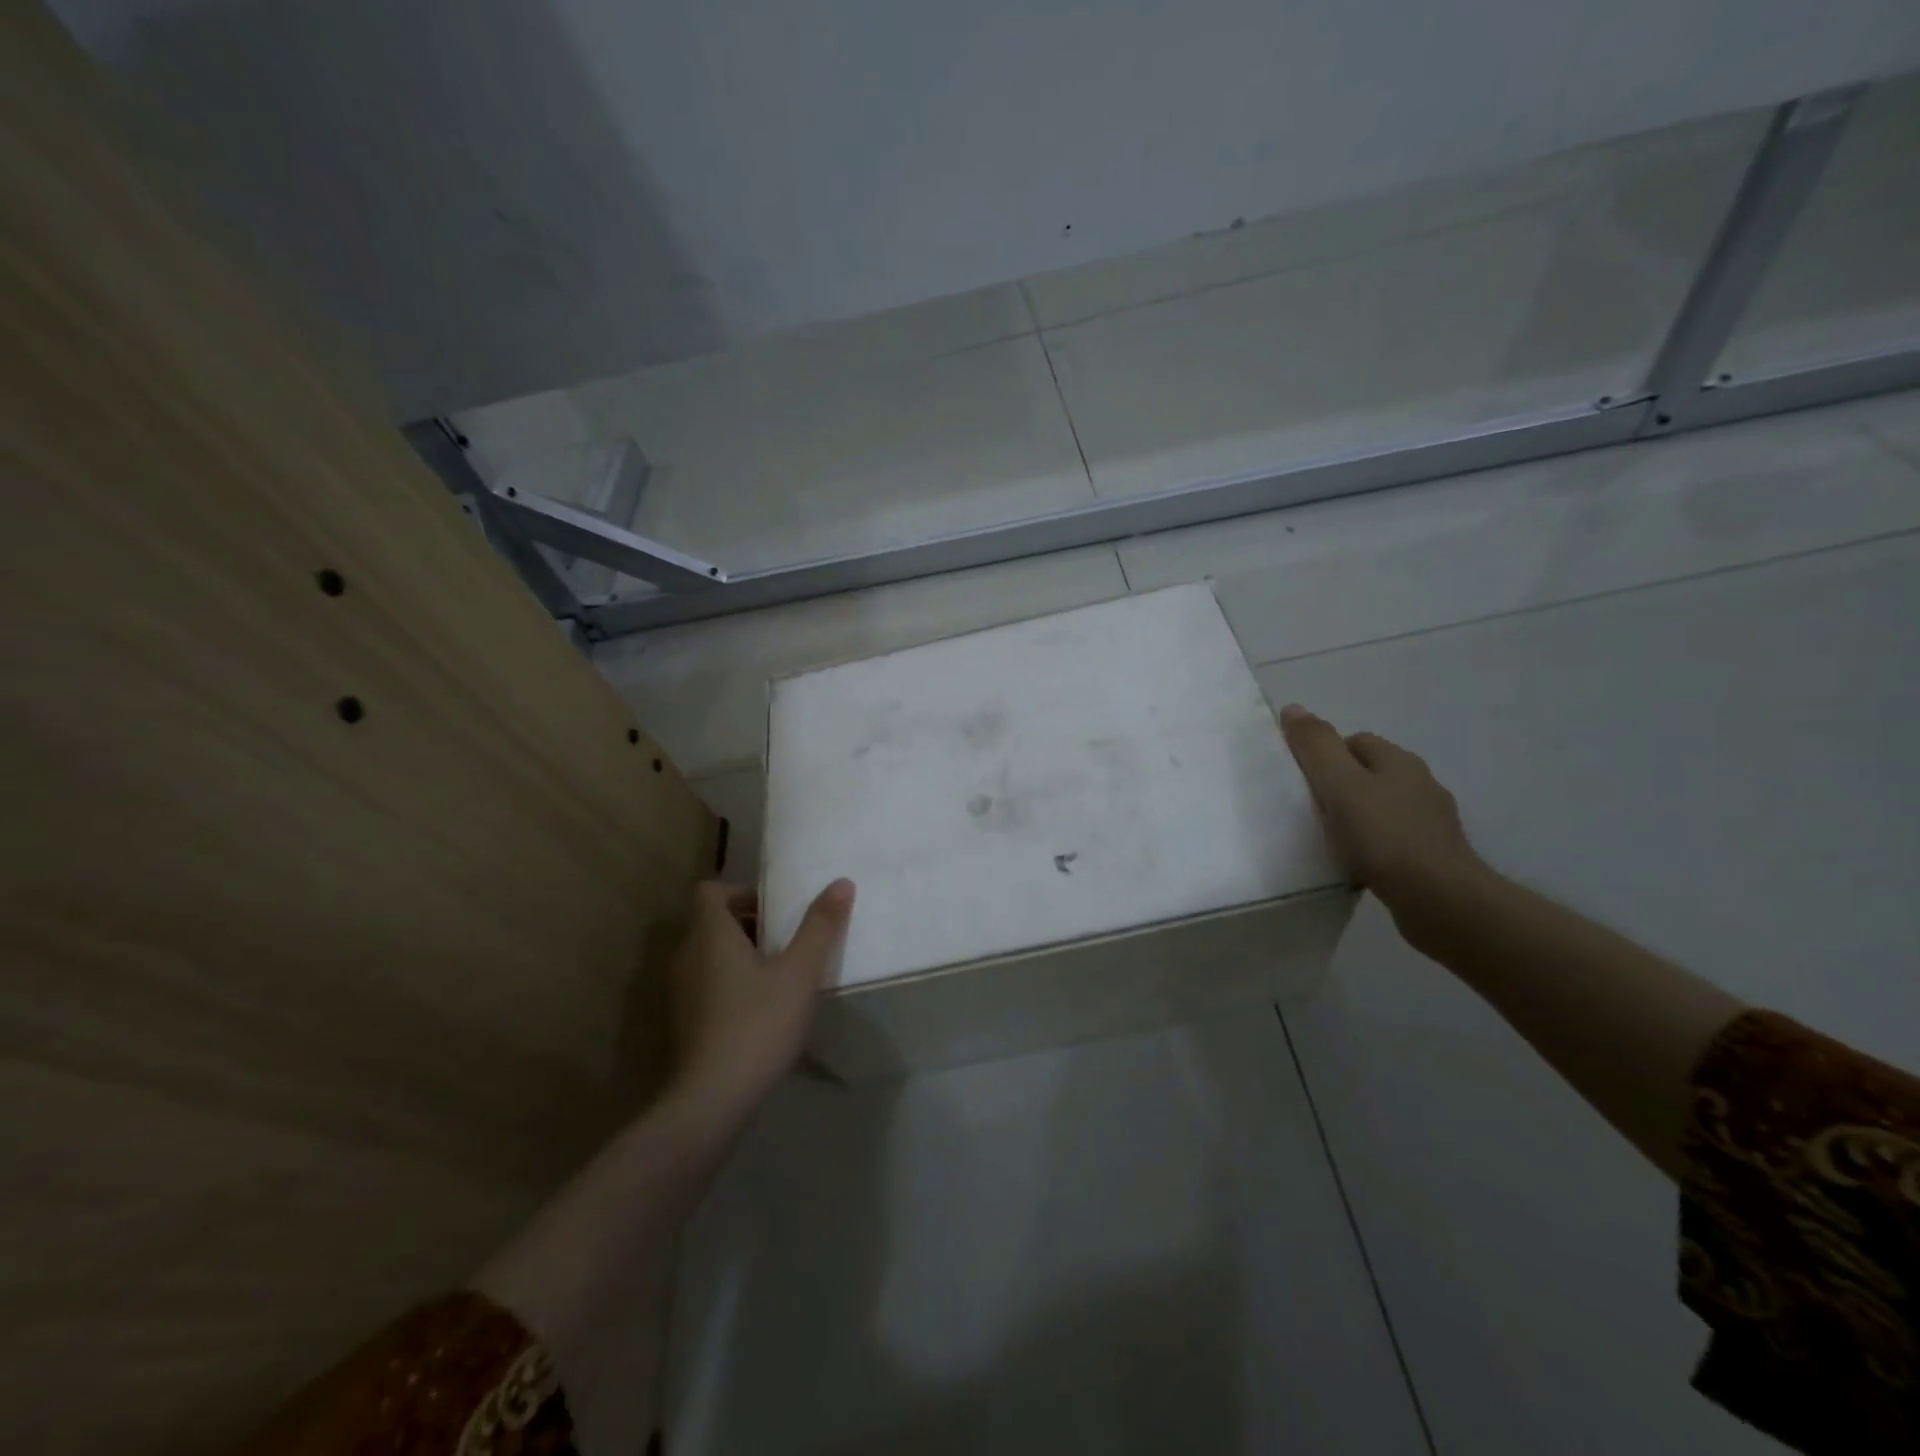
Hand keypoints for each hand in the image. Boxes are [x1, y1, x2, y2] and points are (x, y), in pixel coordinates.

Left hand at [665, 878, 854, 1113]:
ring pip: (709, 955)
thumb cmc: (757, 1023)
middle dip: (747, 923)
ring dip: (740, 954)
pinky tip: (762, 1009)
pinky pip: (706, 984)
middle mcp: (687, 956)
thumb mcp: (799, 973)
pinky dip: (730, 983)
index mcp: (709, 935)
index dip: (741, 891)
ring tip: (779, 972)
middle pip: (710, 922)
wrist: (712, 1099)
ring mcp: (680, 992)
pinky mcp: (684, 1022)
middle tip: (786, 939)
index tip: (774, 910)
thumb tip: (841, 882)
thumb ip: (820, 927)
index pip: (709, 891)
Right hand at [1277, 704, 1487, 913]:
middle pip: (1369, 773)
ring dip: (1358, 817)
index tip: (1303, 781)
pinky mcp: (1433, 856)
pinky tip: (1356, 862)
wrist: (1441, 900)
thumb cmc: (1385, 836)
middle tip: (1310, 810)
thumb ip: (1316, 746)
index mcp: (1400, 761)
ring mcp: (1431, 822)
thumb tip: (1294, 708)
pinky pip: (1392, 840)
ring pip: (1382, 807)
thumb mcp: (1340, 785)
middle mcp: (1421, 784)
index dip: (1326, 755)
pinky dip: (1372, 845)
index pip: (1355, 742)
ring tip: (1329, 839)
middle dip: (1340, 786)